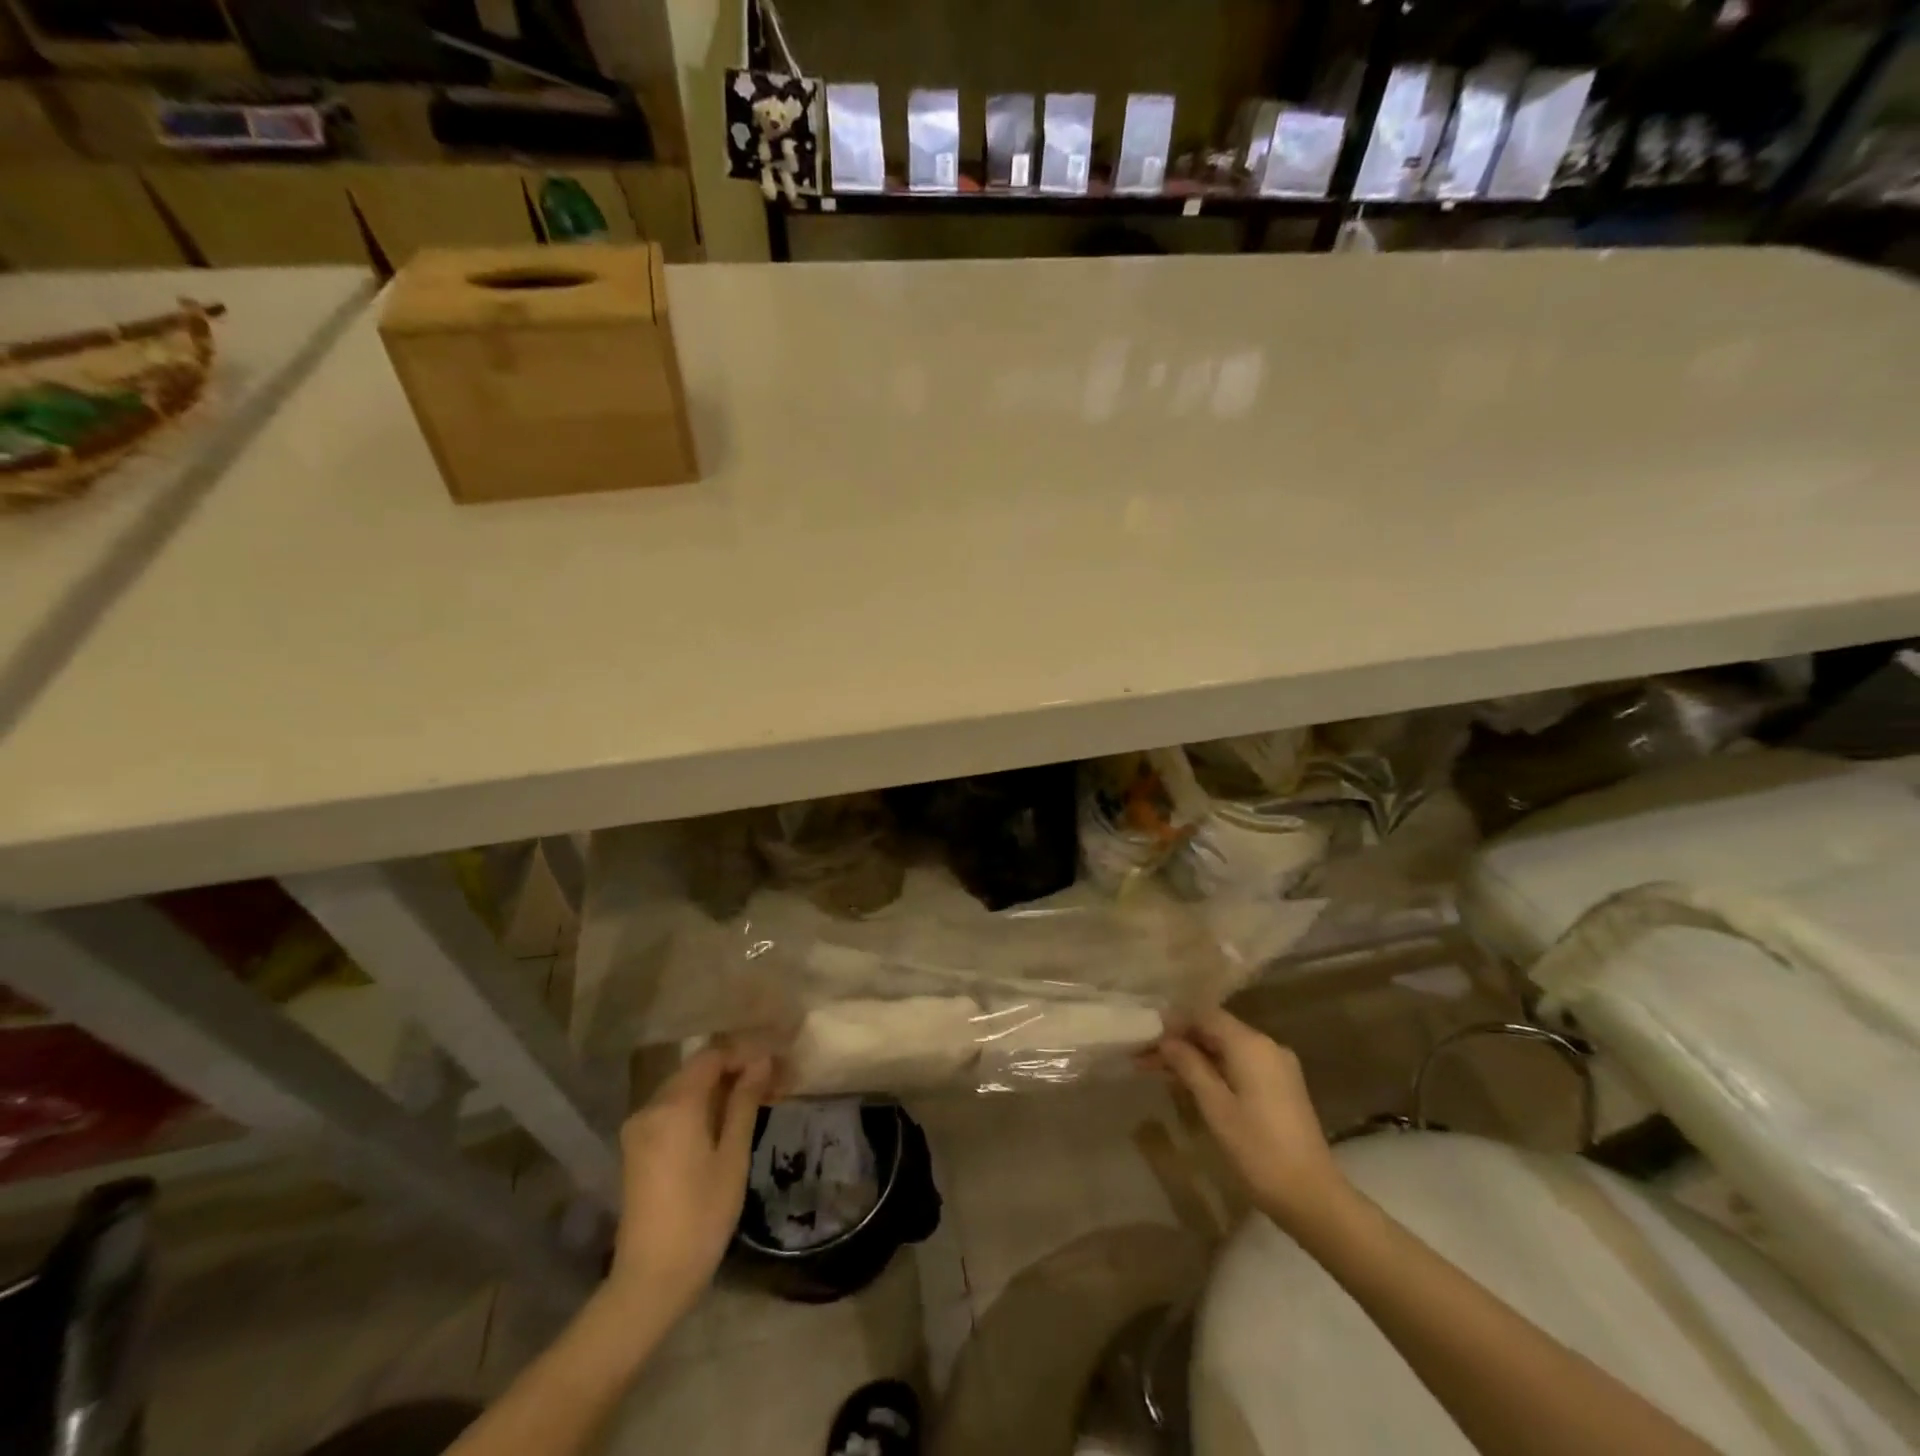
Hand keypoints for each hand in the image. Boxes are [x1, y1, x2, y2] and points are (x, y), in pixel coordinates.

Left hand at [609, 1048, 772, 1320]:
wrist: (650, 1280)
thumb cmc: (701, 1216)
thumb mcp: (733, 1156)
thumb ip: (744, 1102)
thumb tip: (761, 1061)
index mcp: (675, 1105)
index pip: (711, 1056)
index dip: (743, 1054)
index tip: (773, 1066)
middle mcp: (650, 1107)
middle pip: (696, 1071)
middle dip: (732, 1072)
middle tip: (769, 1085)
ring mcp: (639, 1128)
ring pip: (684, 1091)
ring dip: (717, 1091)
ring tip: (753, 1104)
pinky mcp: (636, 1148)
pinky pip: (671, 1112)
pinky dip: (698, 1109)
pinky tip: (724, 1124)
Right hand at [1155, 1008, 1349, 1234]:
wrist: (1313, 1197)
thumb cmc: (1258, 1150)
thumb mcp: (1215, 1107)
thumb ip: (1189, 1066)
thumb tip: (1166, 1040)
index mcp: (1251, 1045)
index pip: (1205, 1015)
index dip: (1173, 1021)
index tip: (1144, 1034)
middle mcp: (1267, 1046)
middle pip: (1215, 1029)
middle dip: (1180, 1040)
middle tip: (1143, 1055)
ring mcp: (1277, 1066)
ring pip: (1226, 1048)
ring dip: (1194, 1056)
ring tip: (1158, 1070)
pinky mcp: (1281, 1086)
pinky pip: (1240, 1064)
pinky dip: (1214, 1068)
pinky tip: (1191, 1082)